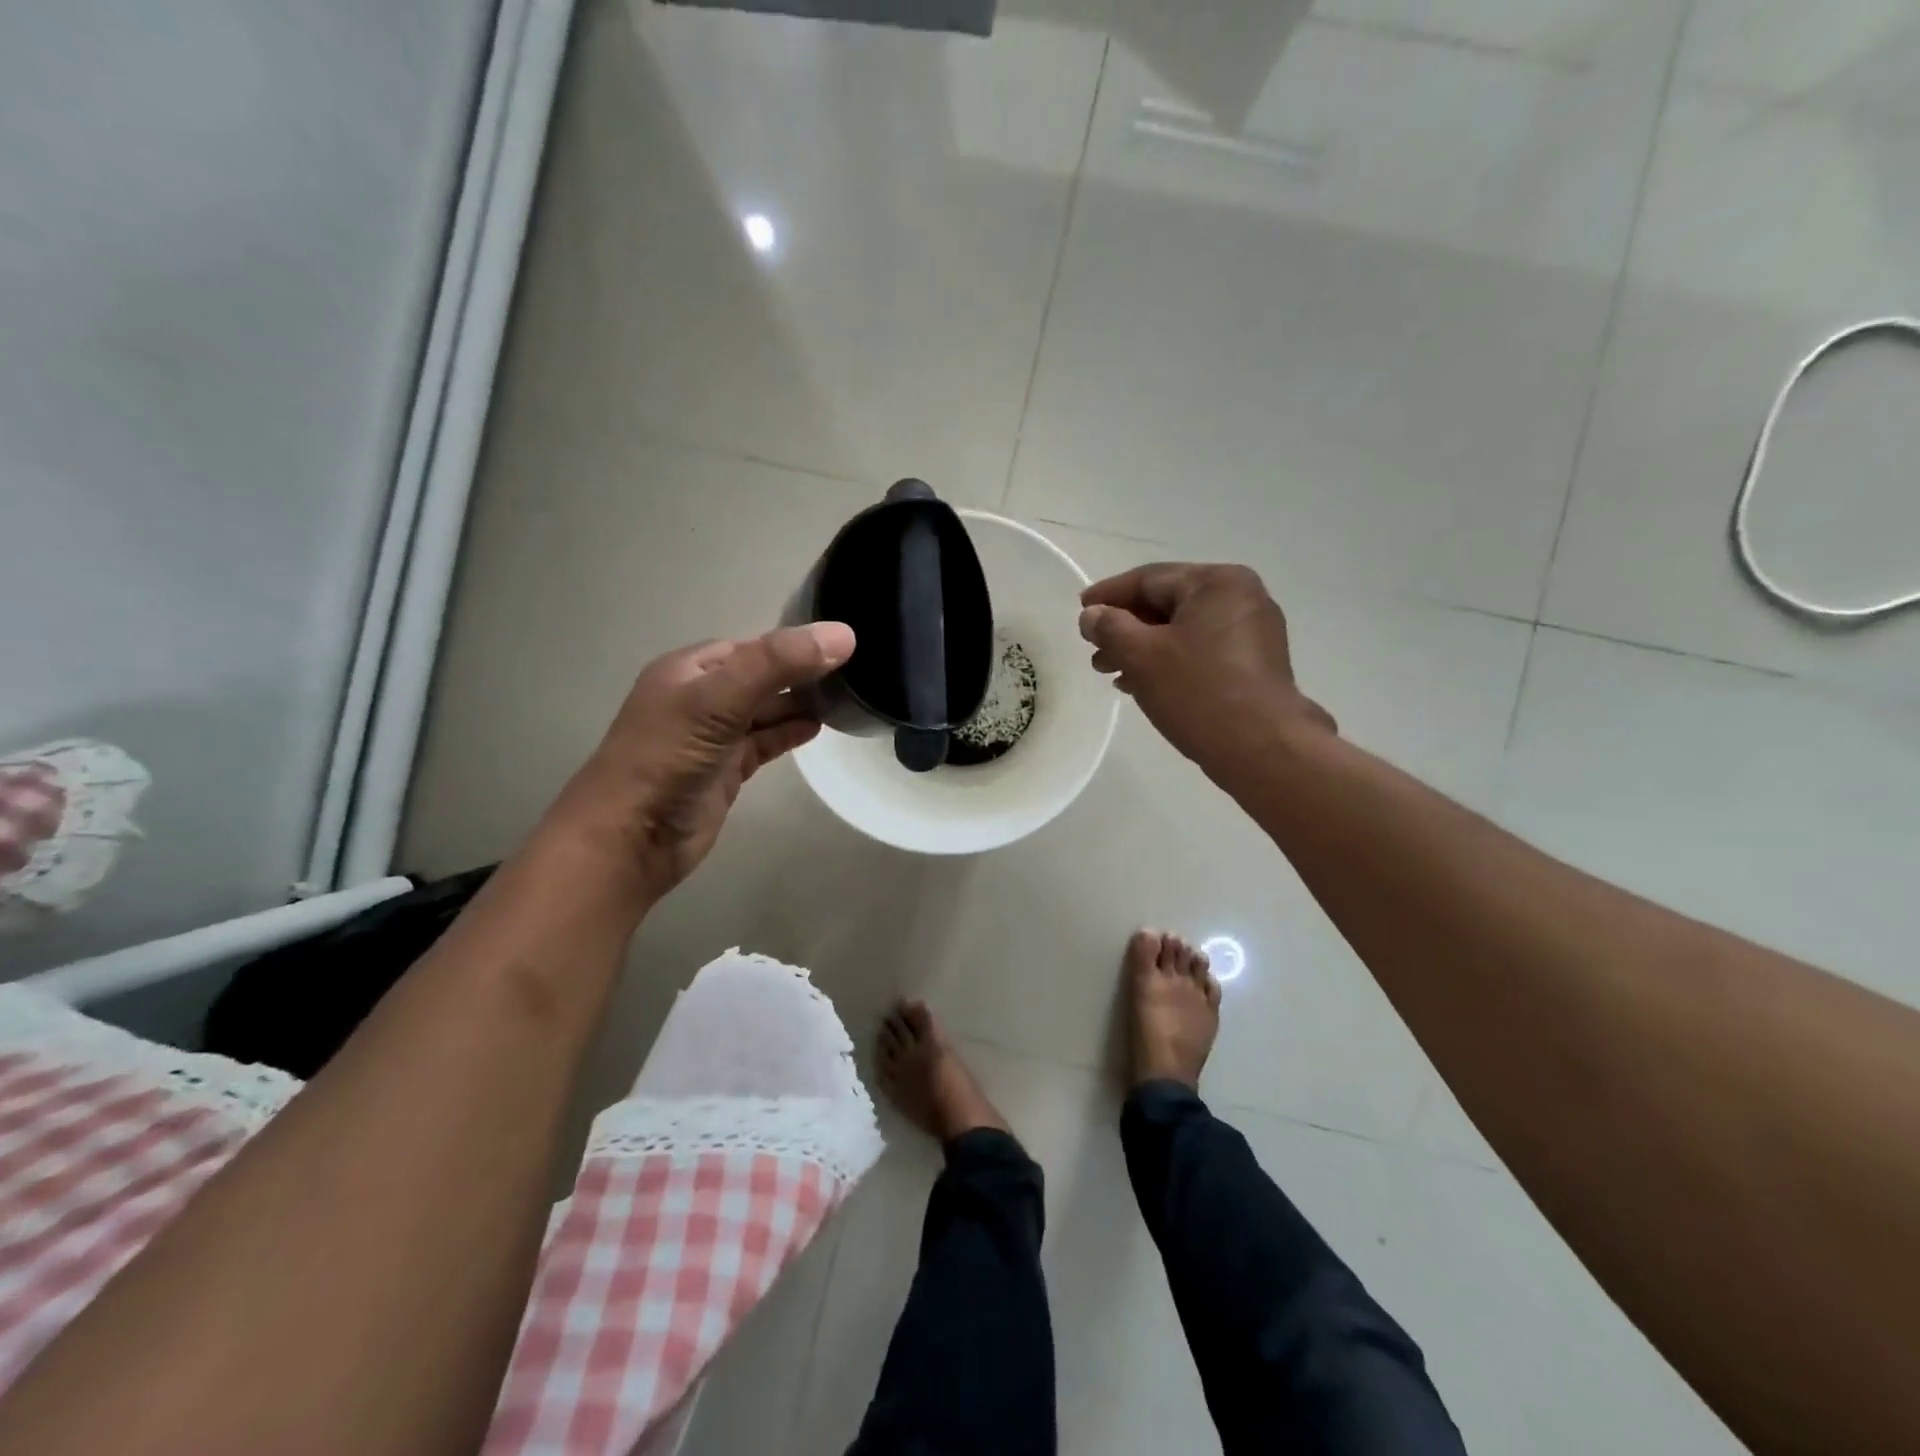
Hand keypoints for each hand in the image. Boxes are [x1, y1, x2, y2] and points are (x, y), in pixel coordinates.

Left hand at [546, 622, 854, 900]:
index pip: (752, 646)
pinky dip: (789, 734)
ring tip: (844, 698)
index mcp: (690, 670)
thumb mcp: (718, 701)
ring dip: (798, 703)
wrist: (630, 840)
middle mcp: (700, 698)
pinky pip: (764, 743)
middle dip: (800, 673)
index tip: (843, 645)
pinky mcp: (725, 770)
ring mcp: (713, 736)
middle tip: (852, 672)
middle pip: (761, 677)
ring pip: (765, 710)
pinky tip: (817, 728)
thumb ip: (776, 665)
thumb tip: (843, 635)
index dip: (793, 644)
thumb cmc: (667, 759)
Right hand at [1078, 563, 1333, 776]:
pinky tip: (1145, 685)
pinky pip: (1201, 650)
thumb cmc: (1198, 691)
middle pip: (1167, 603)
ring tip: (1112, 673)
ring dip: (1144, 648)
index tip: (1080, 611)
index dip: (1109, 595)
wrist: (1261, 747)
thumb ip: (1110, 628)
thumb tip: (1092, 615)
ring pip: (1183, 630)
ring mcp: (1252, 632)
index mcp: (1217, 583)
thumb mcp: (1141, 655)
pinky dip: (1170, 661)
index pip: (1150, 579)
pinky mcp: (1254, 664)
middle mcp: (1241, 598)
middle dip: (1125, 627)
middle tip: (1094, 652)